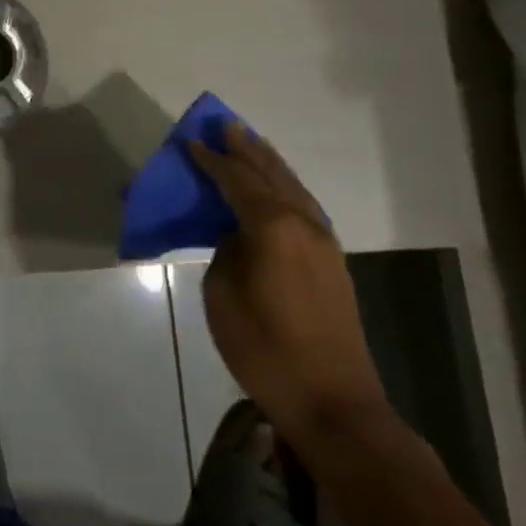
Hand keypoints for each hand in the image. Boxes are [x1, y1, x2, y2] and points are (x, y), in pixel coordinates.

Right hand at [189, 122, 387, 445]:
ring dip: (269, 162)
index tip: (192, 141)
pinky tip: (277, 186)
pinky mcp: (333, 261)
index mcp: (272, 226)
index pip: (237, 179)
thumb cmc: (265, 349)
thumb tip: (238, 236)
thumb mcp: (223, 296)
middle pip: (270, 172)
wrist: (333, 402)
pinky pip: (304, 205)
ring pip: (293, 186)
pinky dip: (285, 186)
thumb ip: (227, 252)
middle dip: (245, 147)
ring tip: (250, 142)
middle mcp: (302, 223)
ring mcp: (323, 241)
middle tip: (225, 123)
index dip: (212, 159)